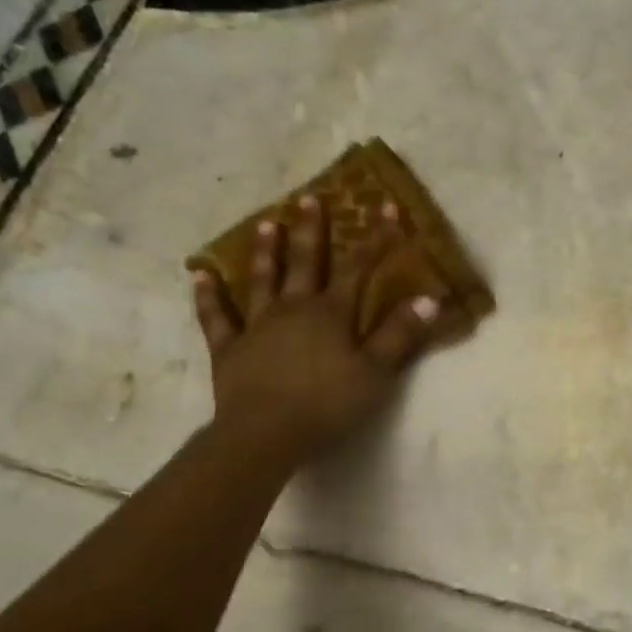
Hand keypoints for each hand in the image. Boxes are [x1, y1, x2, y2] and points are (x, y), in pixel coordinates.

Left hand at [192, 195, 437, 464]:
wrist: (266, 433)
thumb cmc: (328, 404)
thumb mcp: (376, 373)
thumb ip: (400, 335)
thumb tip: (429, 298)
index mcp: (331, 313)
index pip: (360, 267)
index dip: (376, 238)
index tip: (386, 205)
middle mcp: (293, 309)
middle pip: (306, 263)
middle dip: (312, 230)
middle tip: (308, 198)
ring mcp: (257, 326)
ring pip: (262, 280)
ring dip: (266, 252)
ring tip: (267, 223)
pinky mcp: (229, 349)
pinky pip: (217, 317)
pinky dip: (209, 296)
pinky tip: (201, 275)